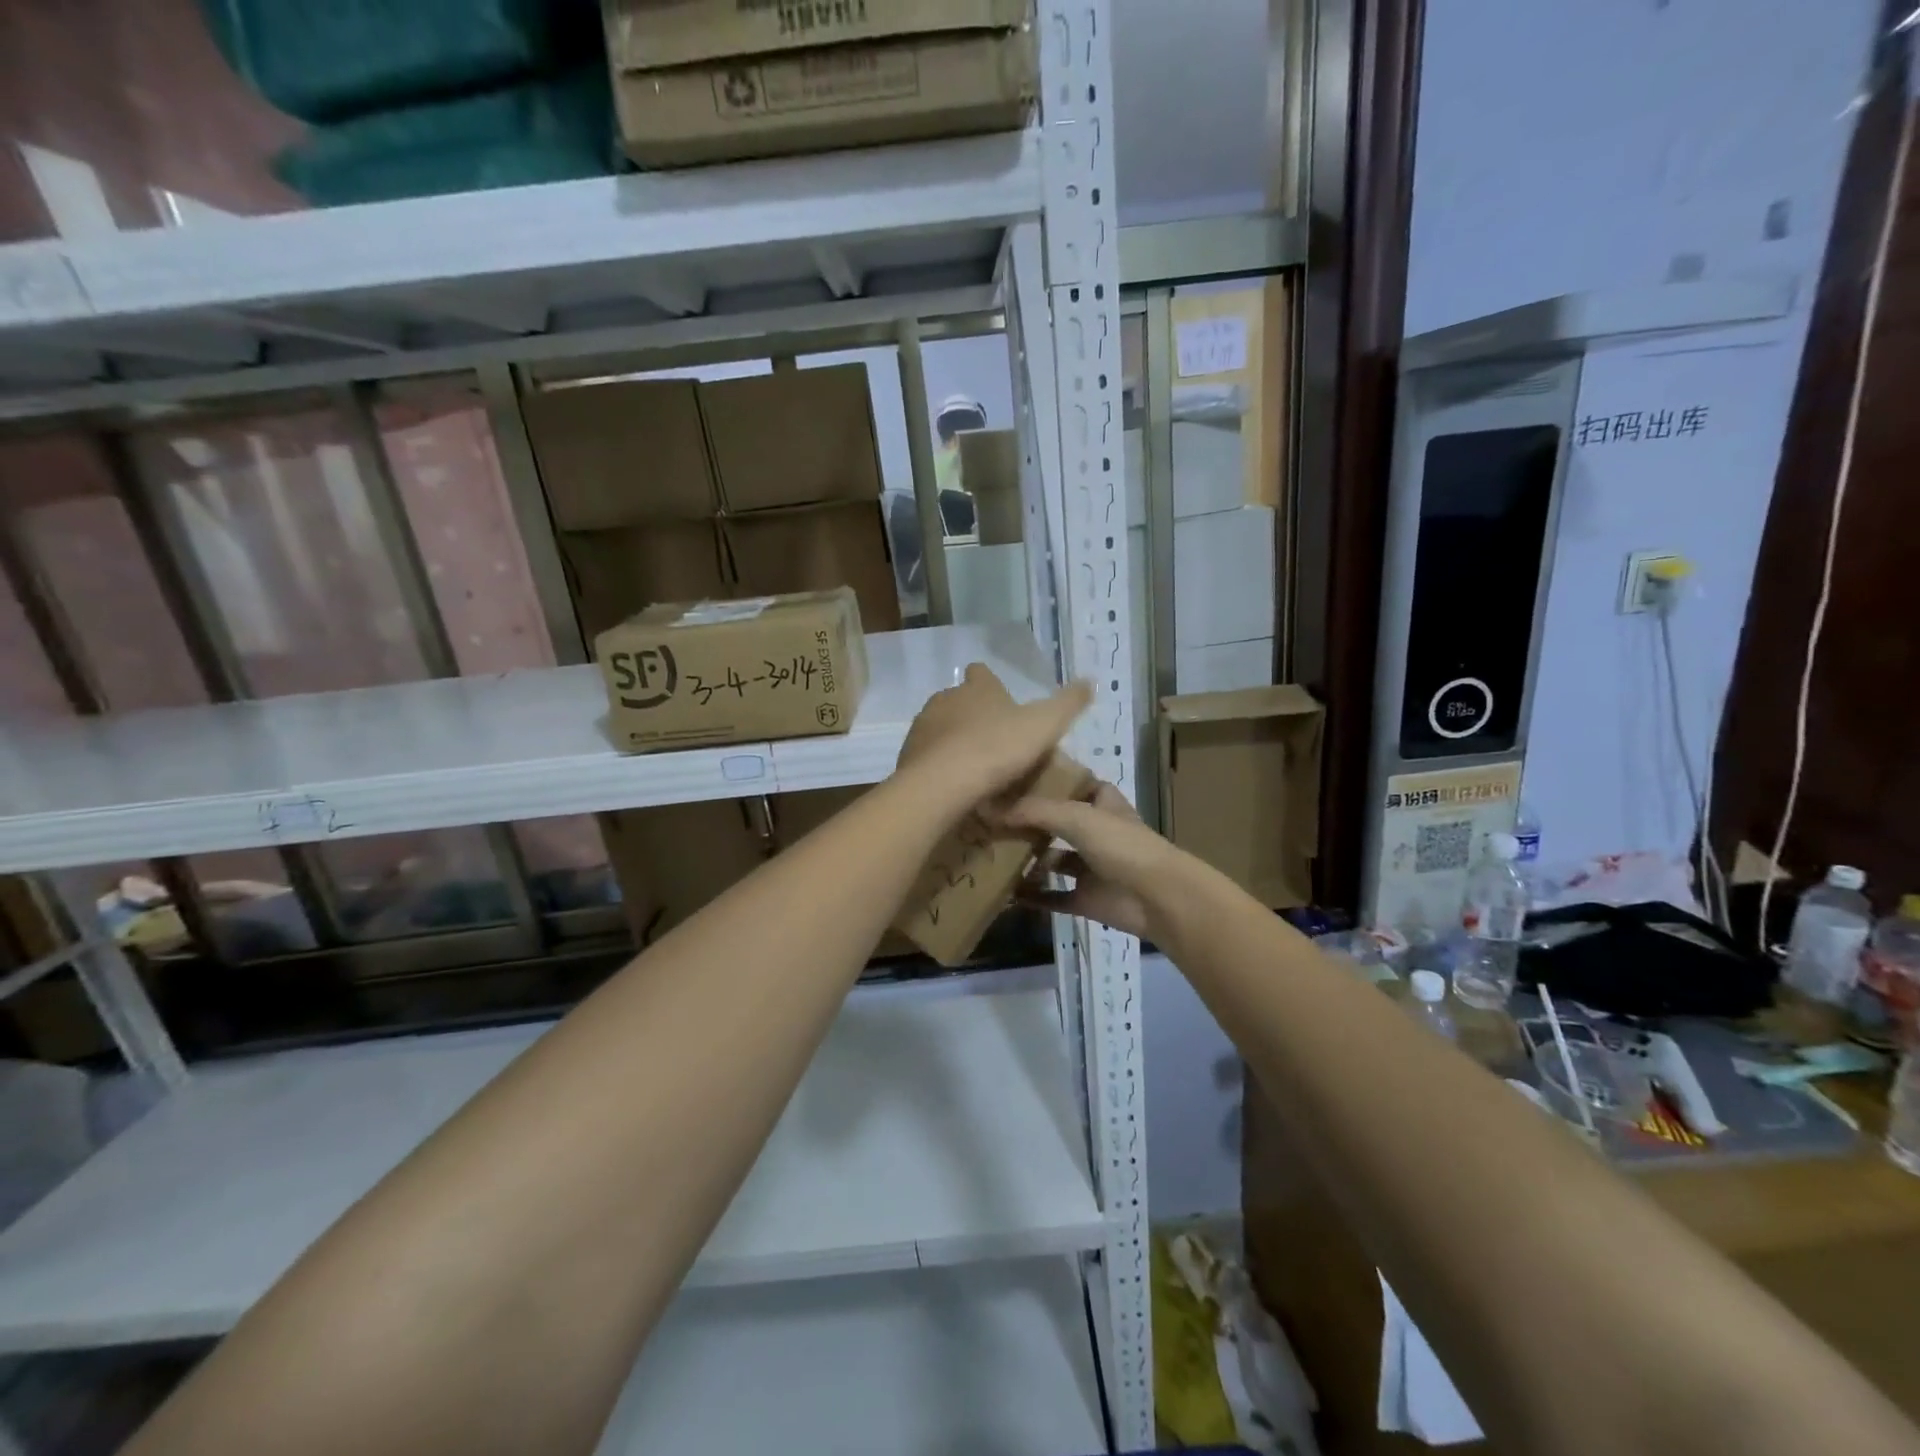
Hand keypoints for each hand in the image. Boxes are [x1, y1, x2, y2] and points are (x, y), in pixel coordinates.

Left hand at [894, 664, 1092, 819]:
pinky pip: (928, 756)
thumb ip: (1068, 703)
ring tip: (975, 767)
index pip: (982, 673)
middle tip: (995, 740)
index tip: (1001, 700)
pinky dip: (940, 765)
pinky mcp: (908, 755)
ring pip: (941, 727)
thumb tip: (1089, 680)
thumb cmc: (997, 748)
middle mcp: (945, 699)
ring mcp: (922, 726)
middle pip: (959, 700)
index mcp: (977, 688)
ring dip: (955, 741)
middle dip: (973, 715)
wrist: (943, 784)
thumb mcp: (1045, 725)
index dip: (991, 684)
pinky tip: (955, 784)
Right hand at [1003, 782, 1174, 940]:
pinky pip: (1053, 896)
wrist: (1158, 899)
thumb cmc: (1122, 846)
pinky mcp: (1086, 899)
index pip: (1075, 784)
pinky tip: (1005, 892)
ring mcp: (1092, 868)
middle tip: (989, 819)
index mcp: (1102, 804)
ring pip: (1053, 860)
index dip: (1050, 781)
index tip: (1013, 779)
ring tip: (989, 853)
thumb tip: (989, 809)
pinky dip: (1032, 895)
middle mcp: (1097, 832)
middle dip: (1029, 822)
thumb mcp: (1076, 817)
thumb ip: (1033, 811)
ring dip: (1027, 859)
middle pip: (1058, 823)